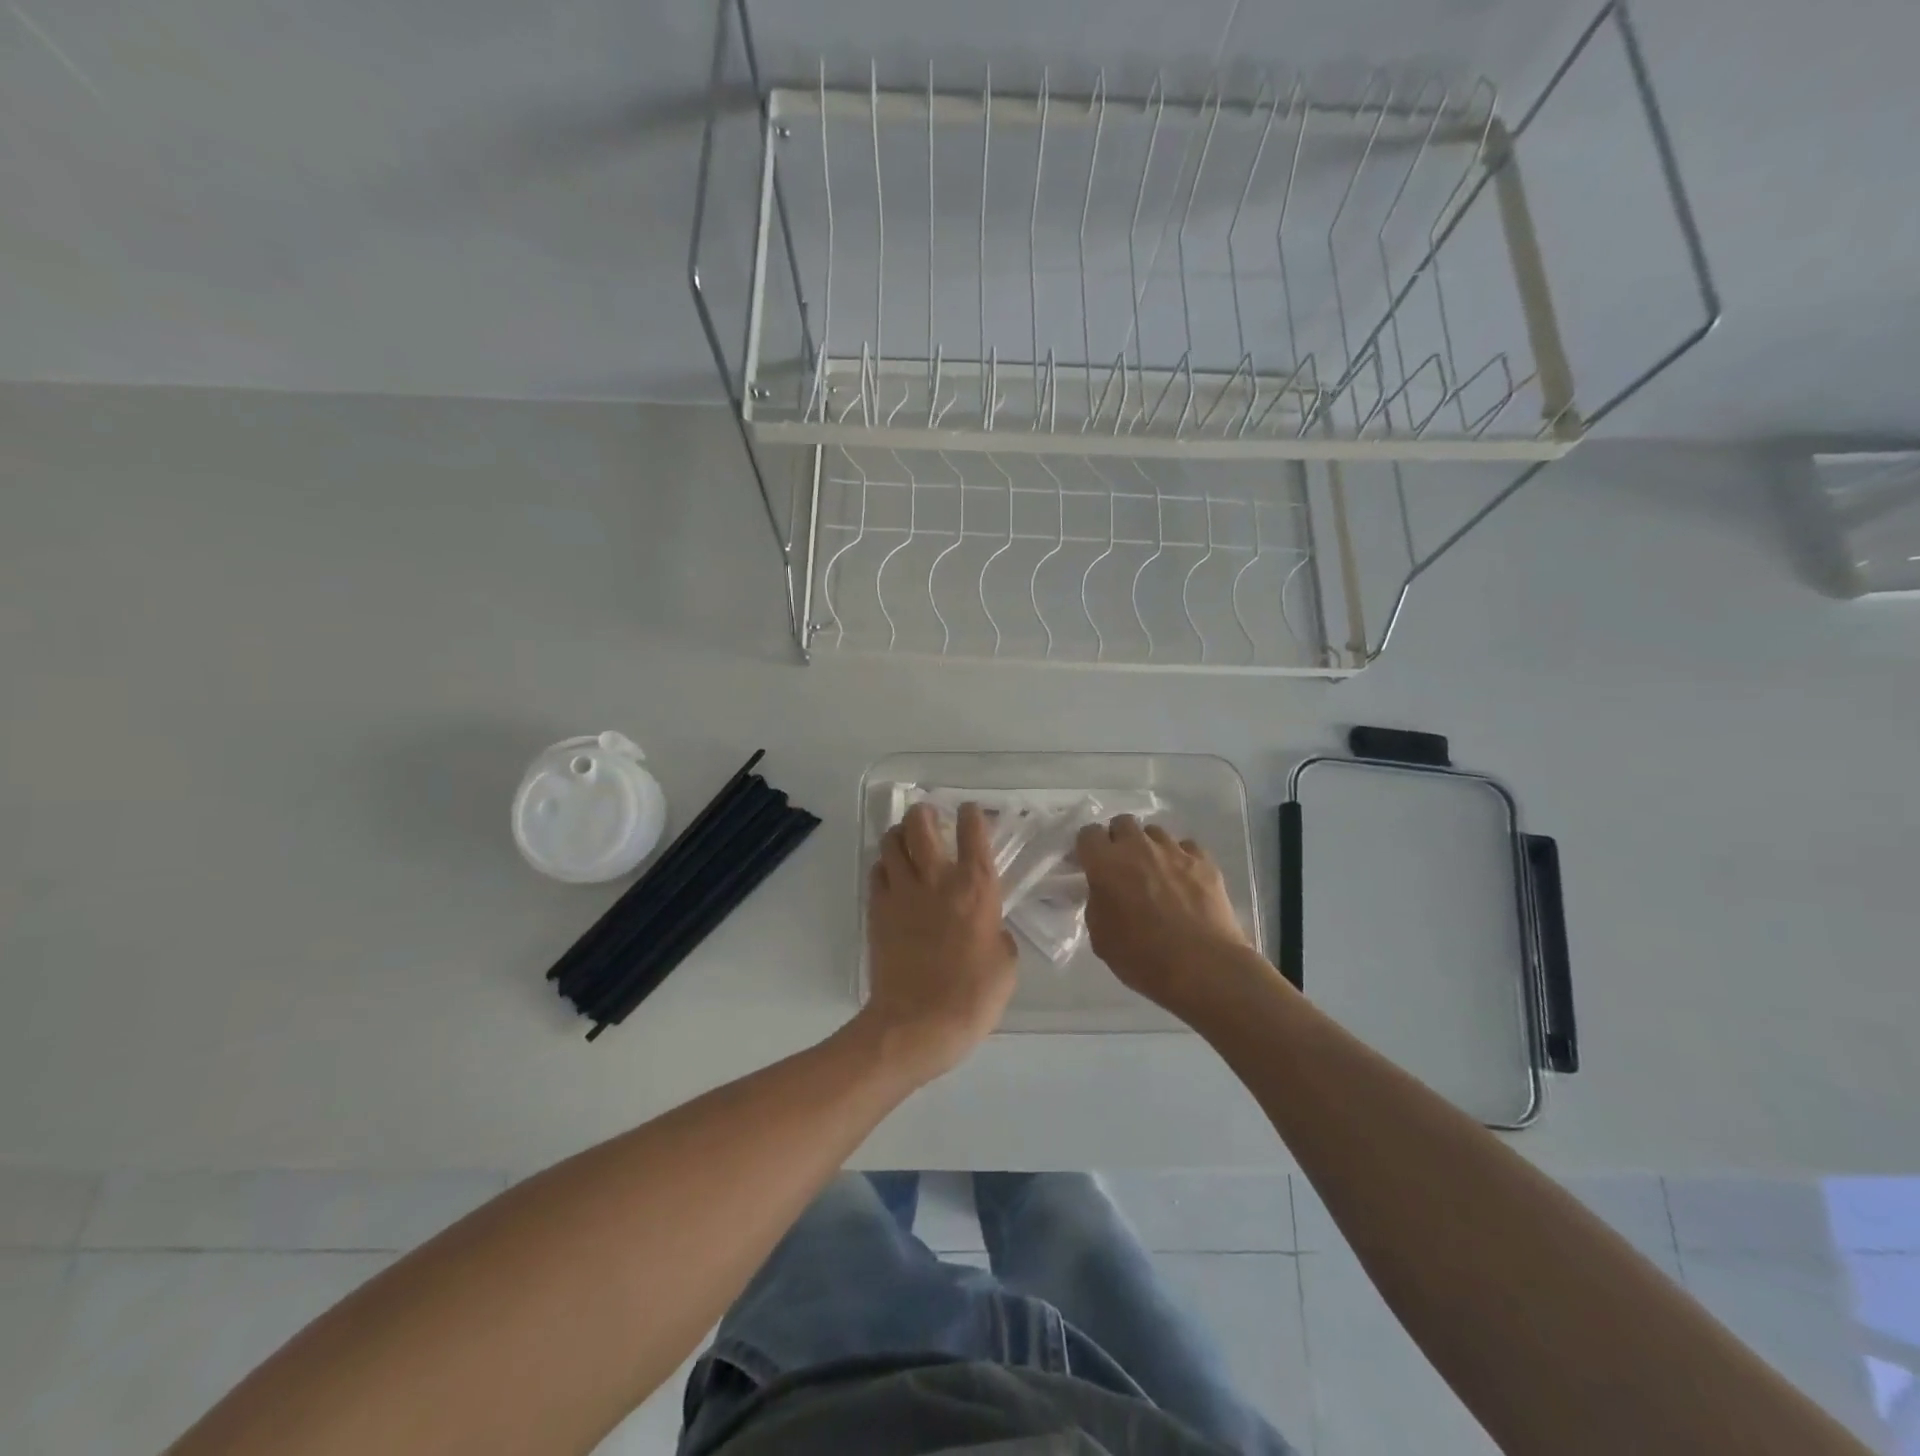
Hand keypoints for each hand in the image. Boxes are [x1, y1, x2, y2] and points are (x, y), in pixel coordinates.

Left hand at [861, 802, 1017, 1081]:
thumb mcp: (1006, 965)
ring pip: (891, 842)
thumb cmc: (972, 997)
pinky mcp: (877, 910)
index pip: (973, 834)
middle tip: (929, 816)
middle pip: (921, 824)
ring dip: (899, 834)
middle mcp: (936, 879)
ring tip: (905, 839)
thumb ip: (997, 932)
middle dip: (924, 812)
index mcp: (975, 888)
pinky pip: (876, 872)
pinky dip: (883, 865)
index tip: (970, 811)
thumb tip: (987, 925)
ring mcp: (901, 892)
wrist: (916, 1024)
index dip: (972, 815)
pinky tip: (891, 874)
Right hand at [1076, 816, 1260, 1018]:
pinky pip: (1187, 848)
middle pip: (1123, 822)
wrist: (1202, 968)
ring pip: (1155, 832)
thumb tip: (1105, 892)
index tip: (1090, 865)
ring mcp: (1174, 851)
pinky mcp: (1205, 861)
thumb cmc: (1142, 957)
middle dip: (1119, 839)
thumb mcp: (1100, 937)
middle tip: (1122, 867)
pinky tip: (1184, 881)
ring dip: (1150, 847)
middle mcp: (1138, 847)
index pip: (1088, 833)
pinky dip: (1181, 859)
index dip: (1088, 848)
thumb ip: (1097, 904)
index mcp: (1106, 863)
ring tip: (1156, 873)